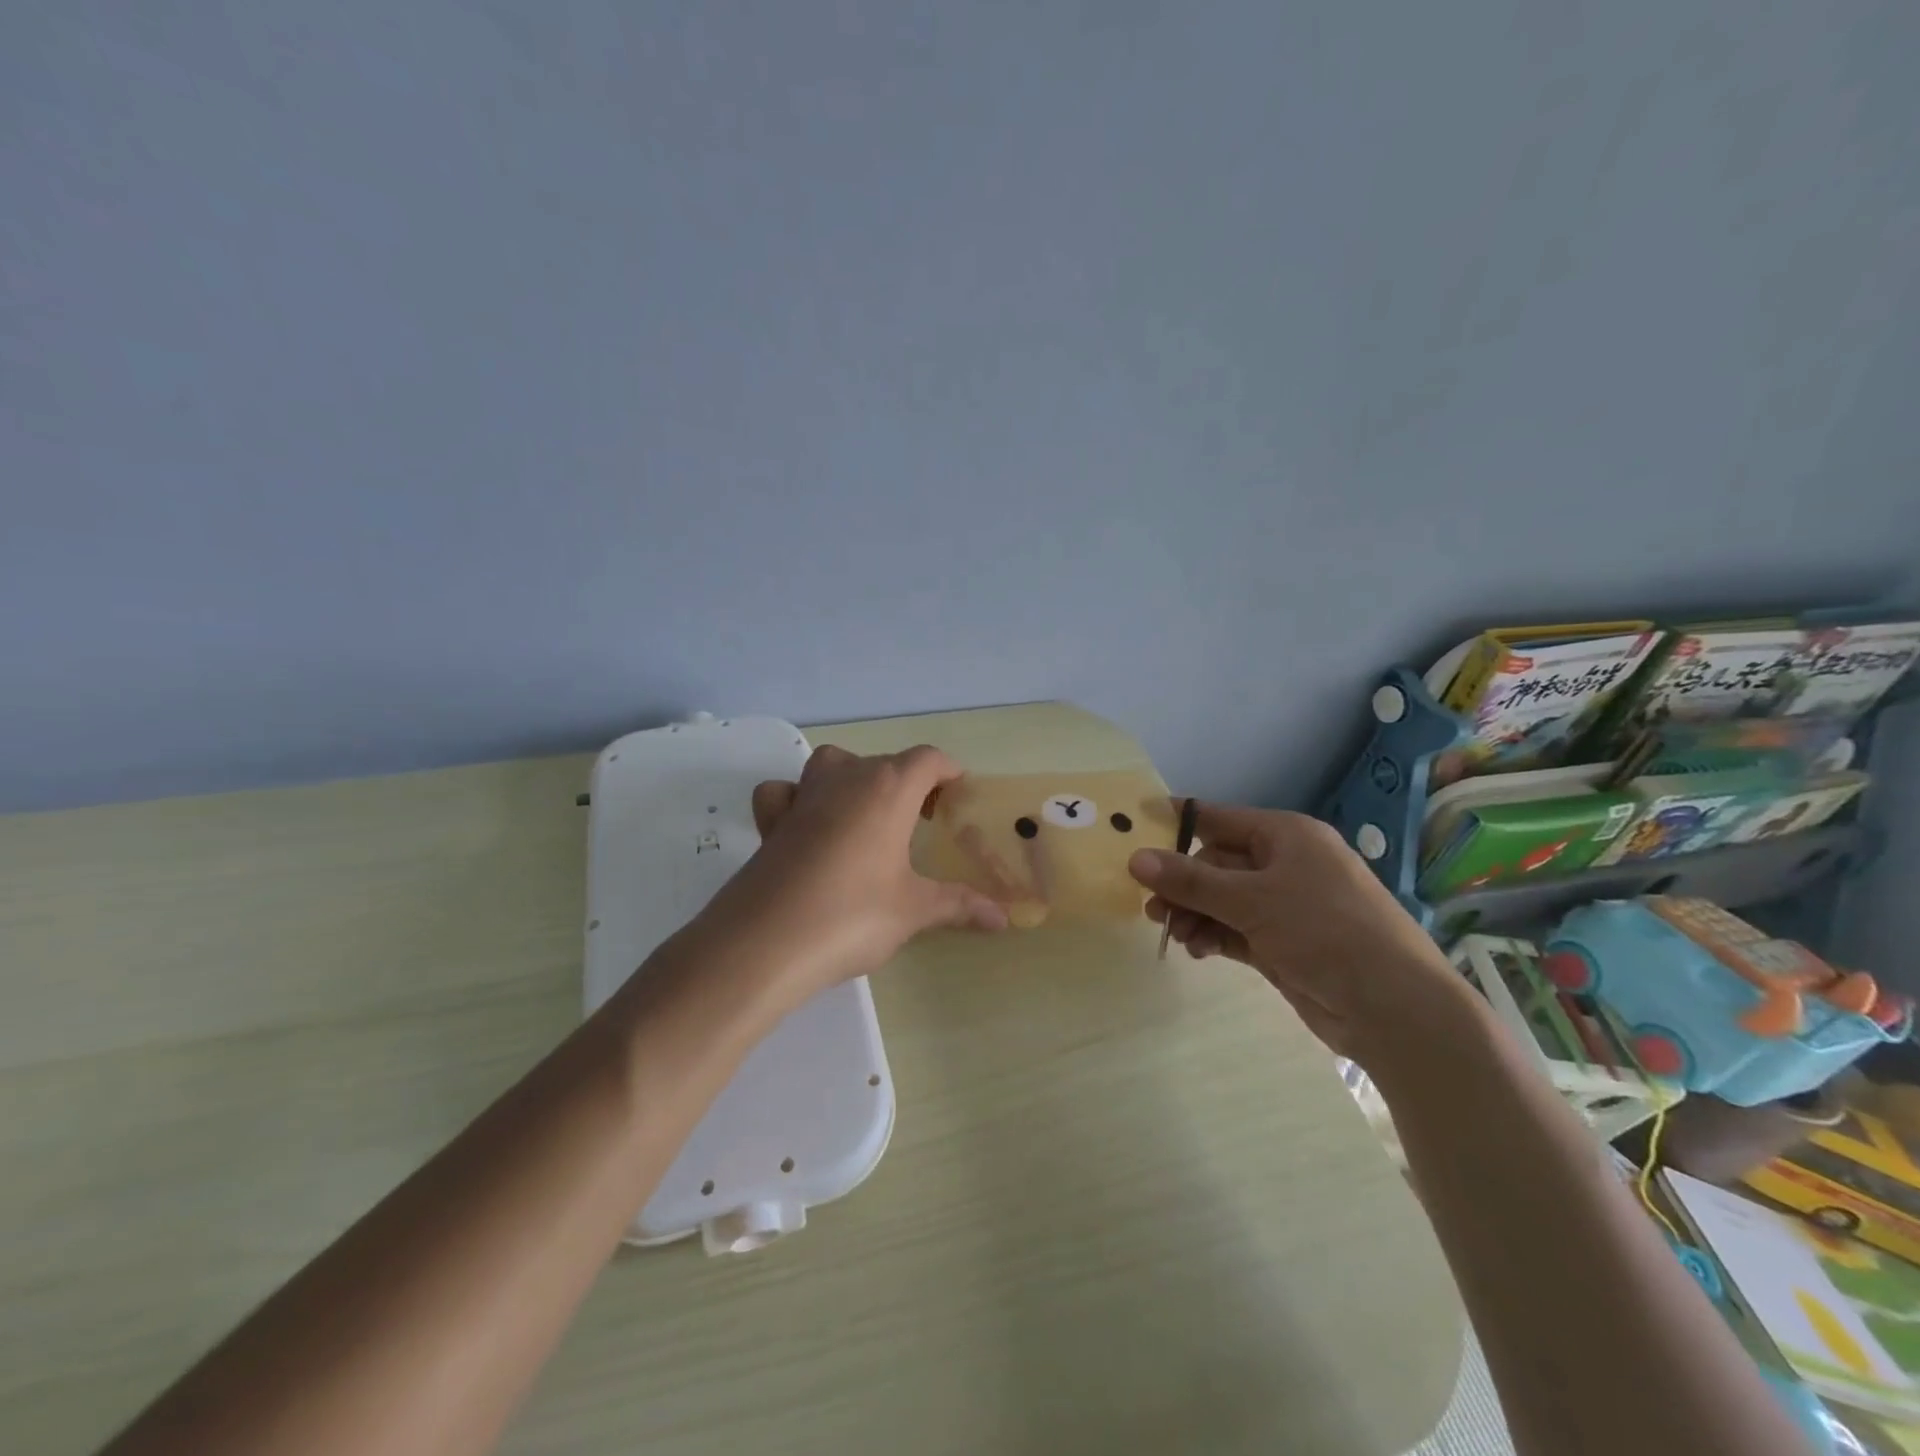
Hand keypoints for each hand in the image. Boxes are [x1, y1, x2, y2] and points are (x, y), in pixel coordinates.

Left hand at [692, 745, 1006, 1004]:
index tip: (959, 797)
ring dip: (854, 779)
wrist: (764, 942)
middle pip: (884, 761)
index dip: (947, 772)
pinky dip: (798, 799)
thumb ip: (959, 905)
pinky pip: (786, 793)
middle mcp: (845, 779)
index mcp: (887, 789)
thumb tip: (1004, 919)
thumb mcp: (913, 910)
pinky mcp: (771, 822)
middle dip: (909, 782)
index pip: (927, 759)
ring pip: (832, 763)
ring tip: (868, 816)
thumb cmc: (851, 915)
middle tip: (923, 821)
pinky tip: (808, 827)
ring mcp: (803, 796)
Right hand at [1128, 805, 1482, 1073]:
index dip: (1176, 826)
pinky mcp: (1283, 944)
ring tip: (1175, 934)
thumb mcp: (1253, 900)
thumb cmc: (1326, 931)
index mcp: (1286, 836)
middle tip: (1152, 909)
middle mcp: (1285, 864)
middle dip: (1183, 886)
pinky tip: (1197, 950)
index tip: (1133, 833)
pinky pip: (1235, 929)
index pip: (1218, 820)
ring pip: (1222, 900)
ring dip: (1195, 914)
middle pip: (1216, 864)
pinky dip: (1213, 936)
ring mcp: (1286, 906)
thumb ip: (1191, 881)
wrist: (1395, 1009)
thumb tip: (1134, 857)